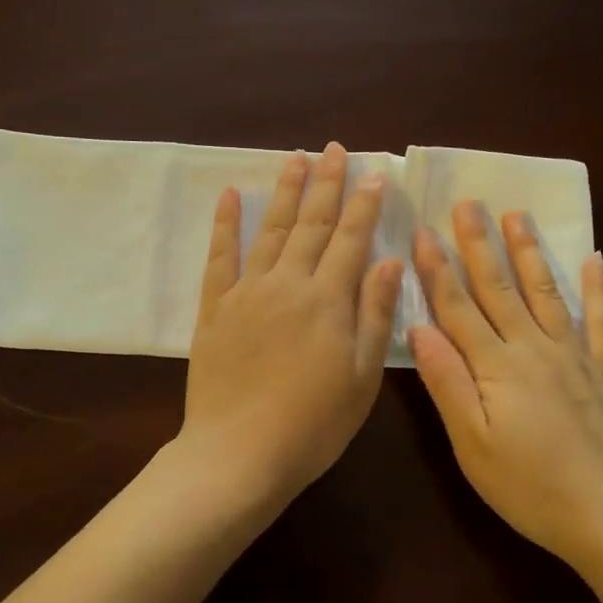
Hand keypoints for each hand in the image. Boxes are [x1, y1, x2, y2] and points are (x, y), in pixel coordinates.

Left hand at [182, 142, 403, 504]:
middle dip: (326, 184)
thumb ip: (374, 315)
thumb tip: (387, 260)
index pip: (351, 240)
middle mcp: (288, 284)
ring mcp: (247, 292)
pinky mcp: (215, 308)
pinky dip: (226, 224)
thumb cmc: (312, 425)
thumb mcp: (361, 378)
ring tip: (296, 158)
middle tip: (334, 149)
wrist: (239, 453)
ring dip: (286, 192)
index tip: (373, 173)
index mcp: (328, 301)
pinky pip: (220, 256)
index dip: (364, 205)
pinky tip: (232, 195)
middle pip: (312, 224)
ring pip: (271, 230)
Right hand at [409, 203, 602, 574]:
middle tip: (469, 202)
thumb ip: (447, 383)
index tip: (422, 230)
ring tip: (518, 215)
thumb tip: (418, 328)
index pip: (458, 307)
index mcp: (496, 366)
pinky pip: (601, 321)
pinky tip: (595, 260)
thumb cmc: (531, 488)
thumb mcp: (472, 445)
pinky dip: (598, 289)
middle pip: (499, 288)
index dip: (437, 268)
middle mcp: (534, 348)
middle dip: (479, 244)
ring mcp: (575, 357)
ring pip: (545, 292)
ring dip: (529, 252)